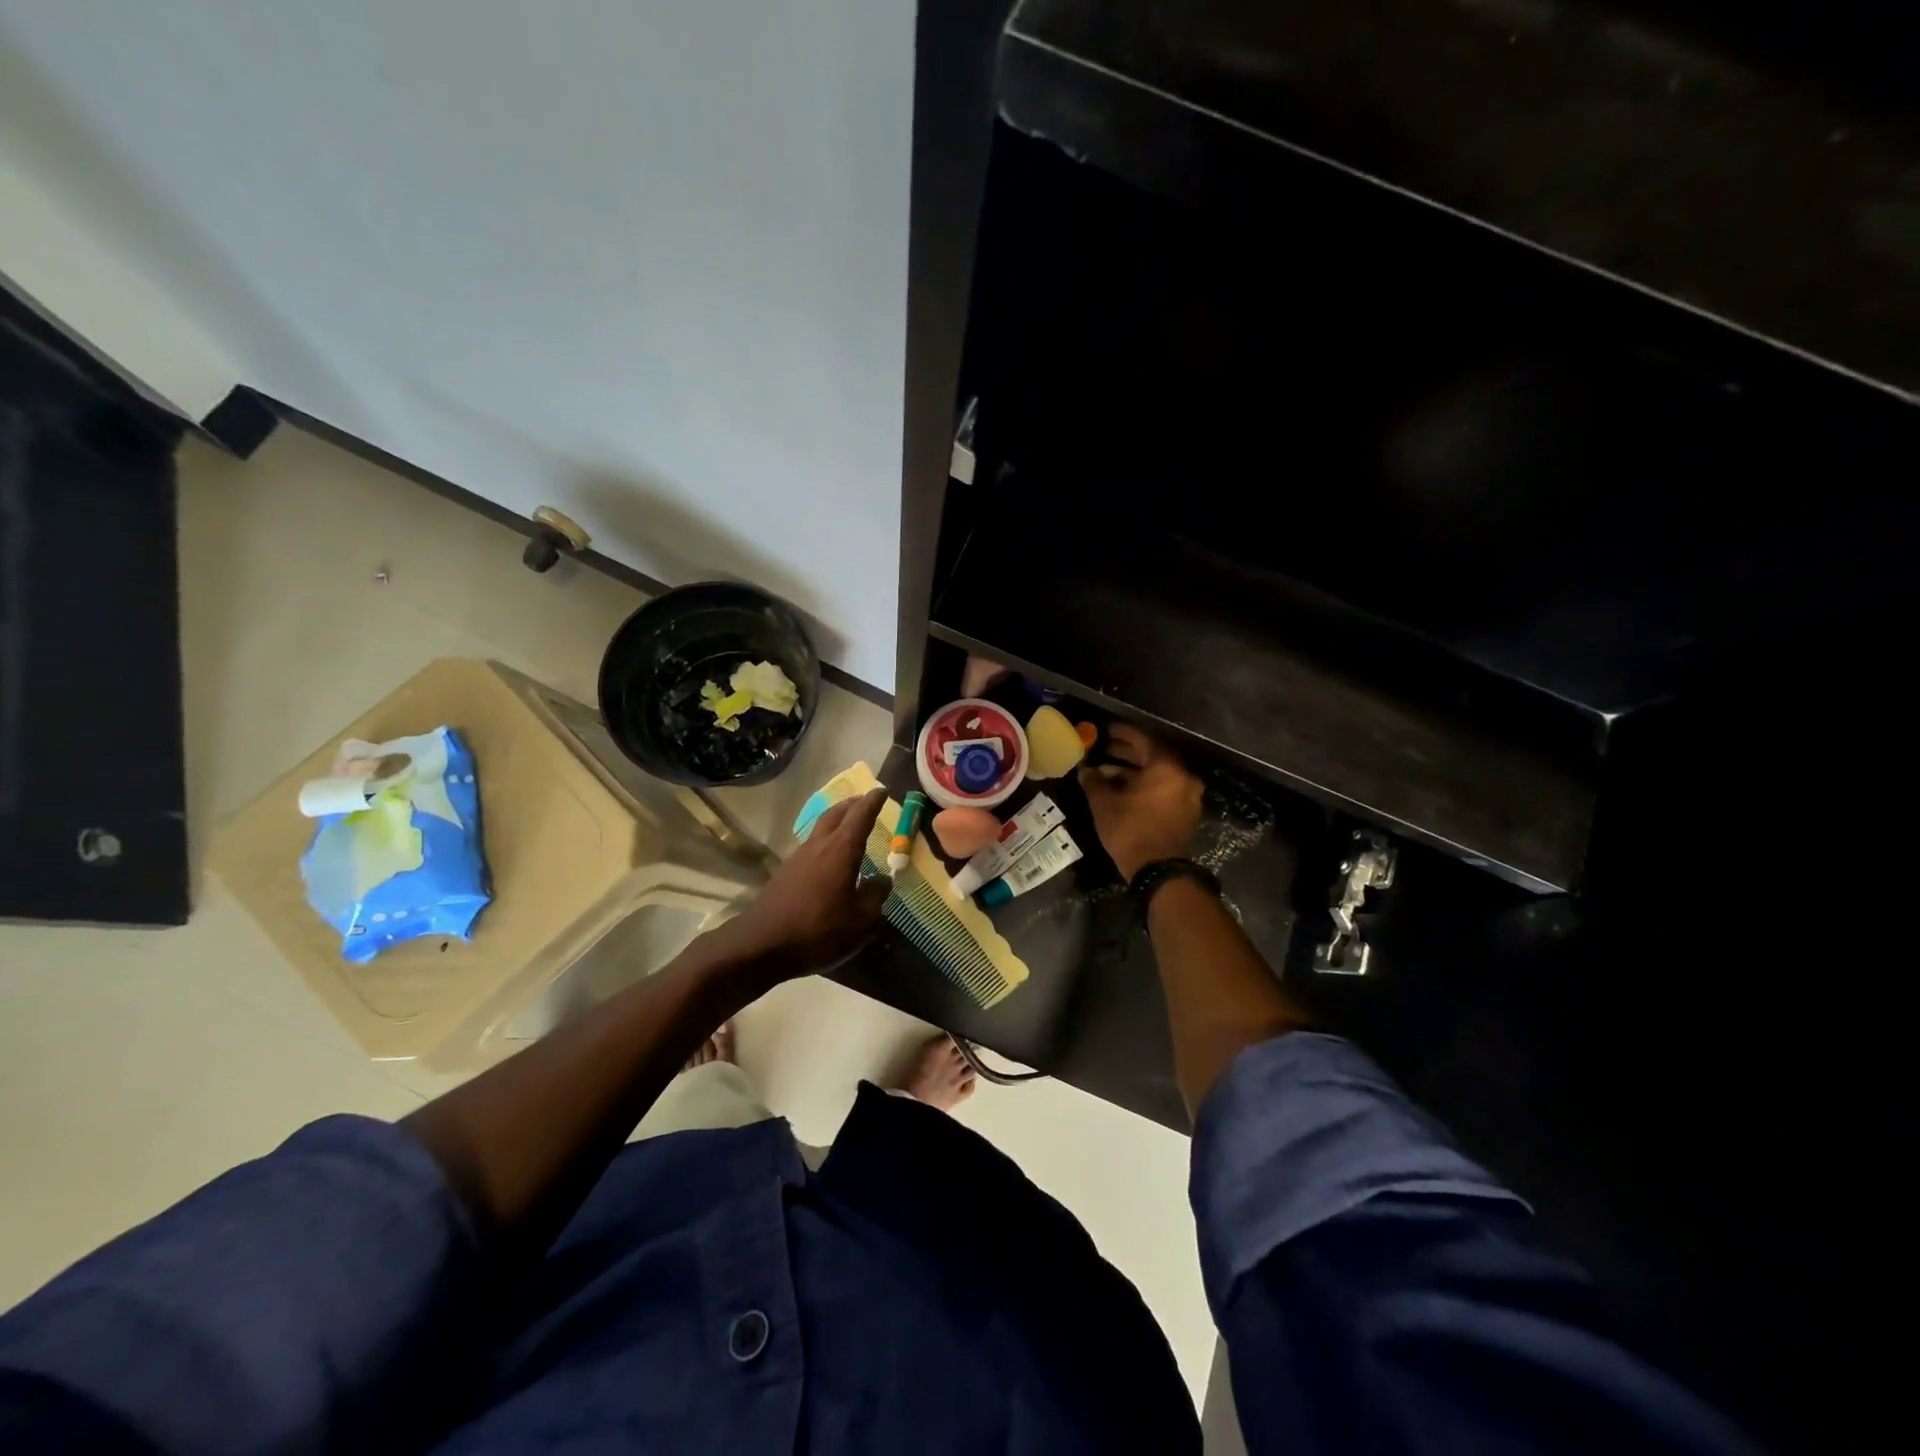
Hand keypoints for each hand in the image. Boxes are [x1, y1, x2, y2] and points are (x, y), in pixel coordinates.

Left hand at [716, 788, 890, 979]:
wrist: (760, 945)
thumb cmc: (817, 931)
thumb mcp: (859, 922)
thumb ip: (875, 898)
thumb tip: (883, 881)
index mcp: (841, 851)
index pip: (860, 816)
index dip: (873, 802)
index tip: (883, 790)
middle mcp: (819, 846)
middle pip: (836, 814)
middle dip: (852, 805)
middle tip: (866, 801)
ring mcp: (799, 858)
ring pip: (821, 828)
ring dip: (837, 820)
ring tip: (850, 825)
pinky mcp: (785, 873)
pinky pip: (811, 846)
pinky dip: (825, 841)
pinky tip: (830, 857)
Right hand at [1079, 725, 1203, 881]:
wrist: (1158, 870)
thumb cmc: (1130, 829)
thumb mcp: (1104, 803)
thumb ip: (1094, 781)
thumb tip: (1085, 770)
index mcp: (1167, 768)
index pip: (1145, 741)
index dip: (1124, 734)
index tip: (1108, 730)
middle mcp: (1183, 777)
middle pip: (1154, 757)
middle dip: (1128, 753)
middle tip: (1105, 749)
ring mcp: (1187, 796)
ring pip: (1158, 775)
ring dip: (1134, 772)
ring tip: (1107, 773)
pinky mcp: (1185, 814)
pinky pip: (1163, 790)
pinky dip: (1145, 787)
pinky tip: (1122, 791)